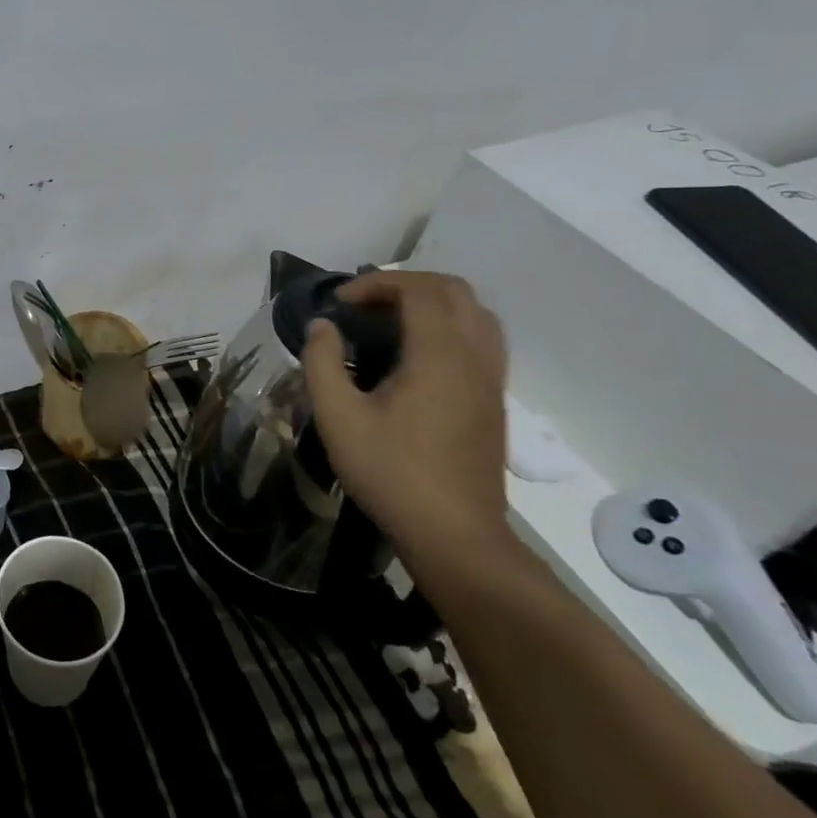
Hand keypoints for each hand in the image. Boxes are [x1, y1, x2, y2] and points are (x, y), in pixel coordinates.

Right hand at [301, 271, 509, 564]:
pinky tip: (417, 354)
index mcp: (439, 356)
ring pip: (475, 312)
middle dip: (405, 284)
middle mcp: (475, 357)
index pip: (419, 290)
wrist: (454, 534)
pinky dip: (450, 325)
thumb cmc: (391, 473)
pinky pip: (482, 339)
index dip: (376, 283)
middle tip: (364, 305)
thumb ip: (322, 363)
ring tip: (390, 321)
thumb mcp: (338, 418)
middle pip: (454, 290)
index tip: (339, 302)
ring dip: (432, 302)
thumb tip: (322, 327)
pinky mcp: (494, 399)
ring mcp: (491, 379)